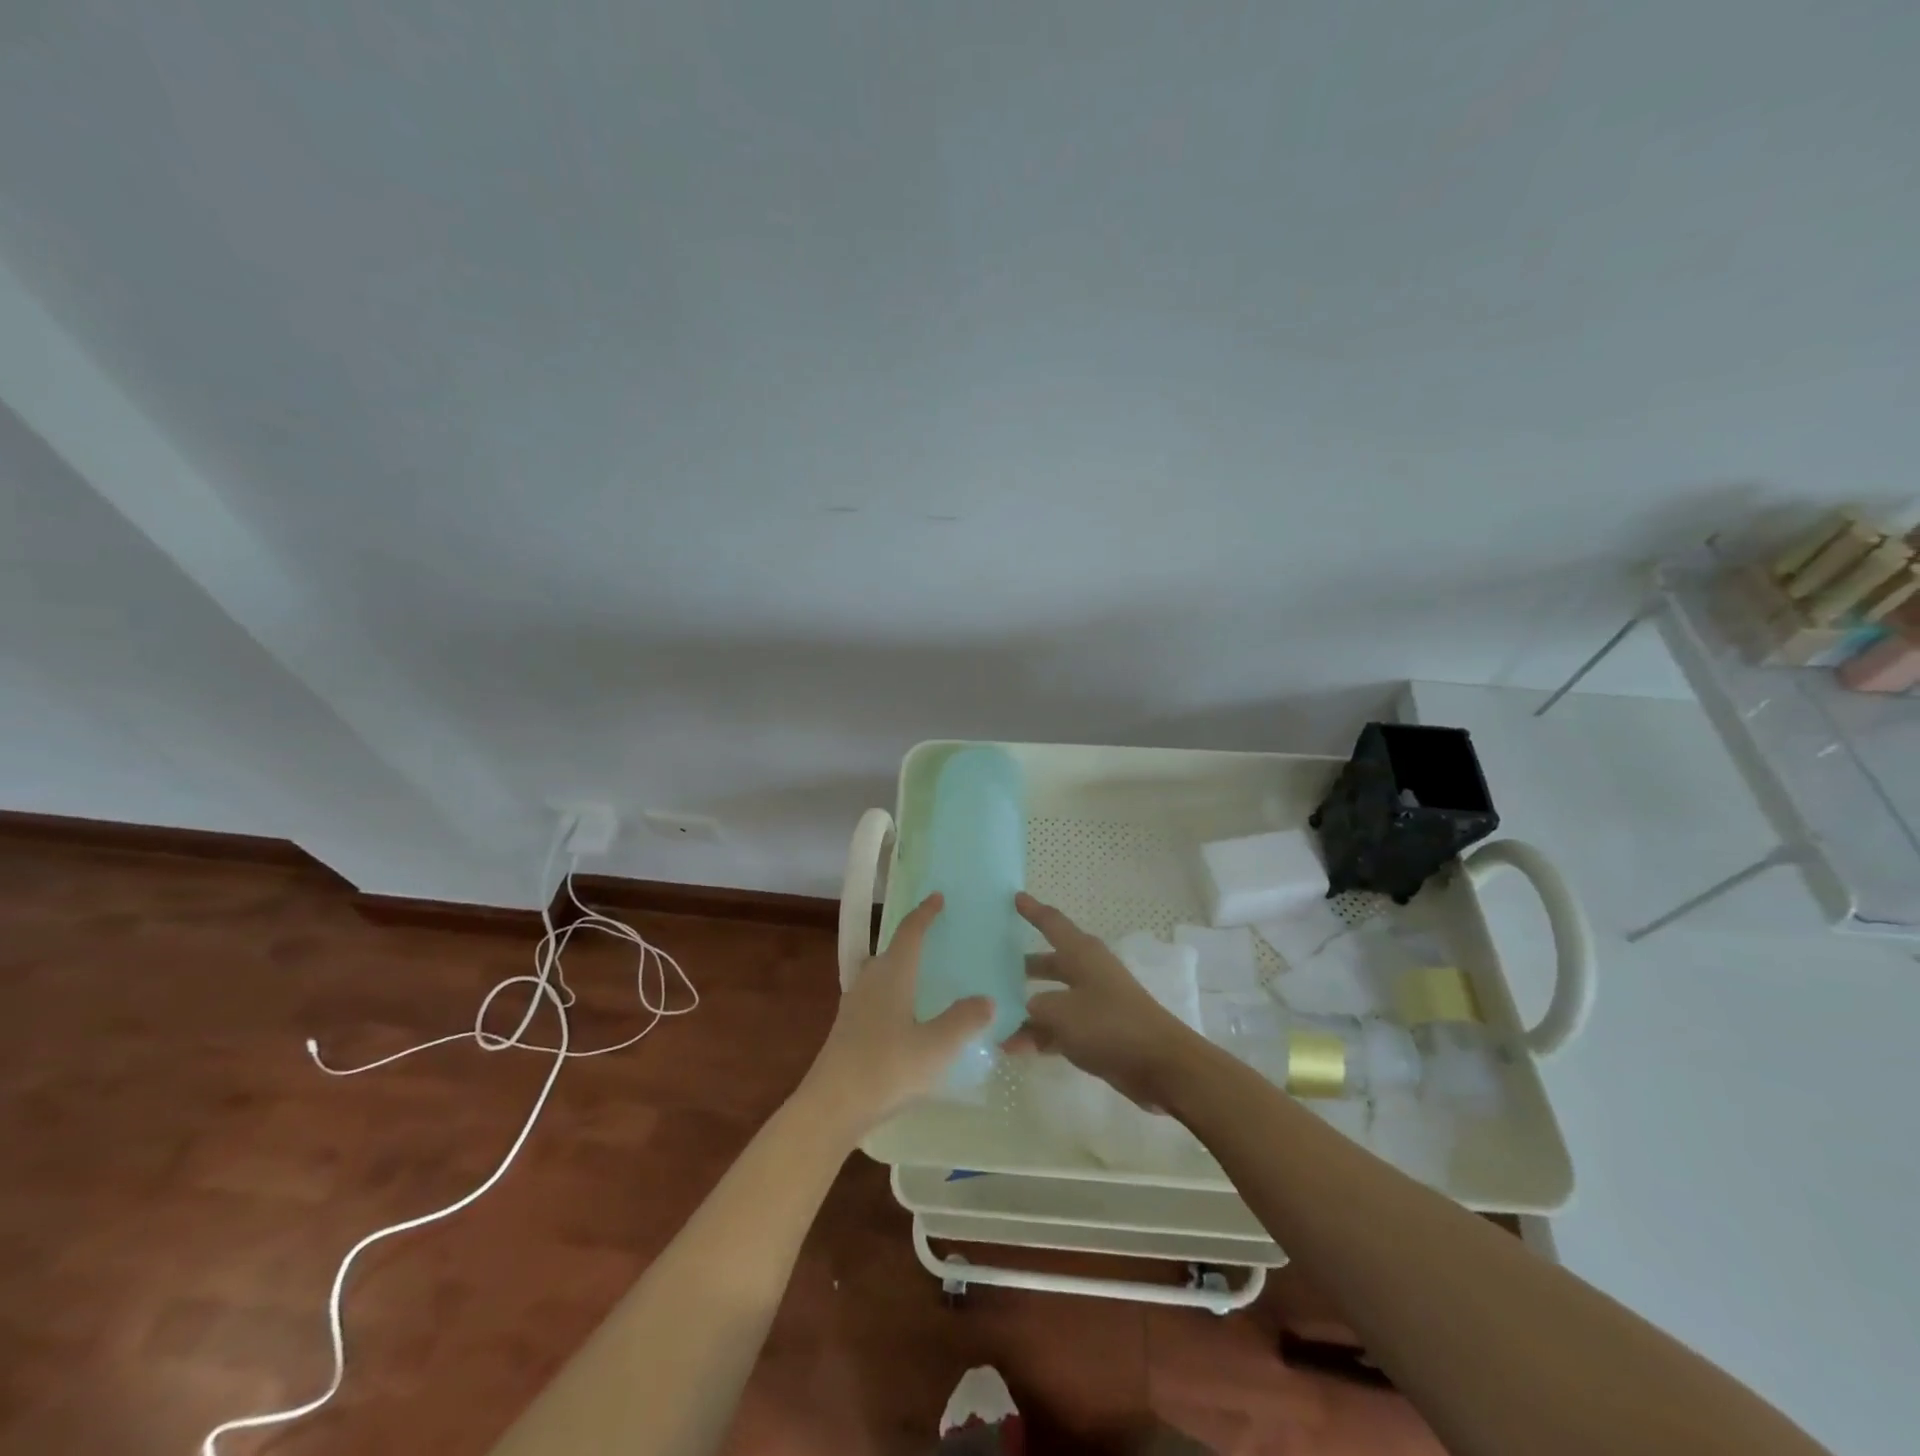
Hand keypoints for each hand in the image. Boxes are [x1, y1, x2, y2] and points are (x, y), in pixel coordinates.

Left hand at [796, 893, 992, 1143]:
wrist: (831, 1106)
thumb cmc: (886, 1068)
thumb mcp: (935, 1047)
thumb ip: (963, 1021)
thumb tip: (986, 999)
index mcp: (892, 974)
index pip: (909, 932)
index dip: (924, 913)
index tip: (937, 897)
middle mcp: (870, 981)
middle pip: (891, 951)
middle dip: (912, 942)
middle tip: (937, 941)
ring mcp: (854, 1005)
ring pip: (880, 976)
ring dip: (901, 970)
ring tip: (924, 980)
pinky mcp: (847, 1029)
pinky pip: (874, 998)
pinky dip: (892, 995)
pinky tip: (905, 1019)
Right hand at [1008, 892, 1208, 1110]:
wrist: (1160, 1065)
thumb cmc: (1109, 1024)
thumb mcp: (1061, 1012)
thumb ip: (1034, 1008)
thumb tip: (1024, 1009)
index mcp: (1082, 953)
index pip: (1052, 923)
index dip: (1032, 910)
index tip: (1015, 897)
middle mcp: (1088, 972)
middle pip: (1049, 963)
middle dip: (1023, 967)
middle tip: (993, 967)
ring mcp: (1094, 1003)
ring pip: (1052, 999)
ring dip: (1026, 1009)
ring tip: (994, 1018)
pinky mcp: (1098, 1032)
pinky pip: (1060, 1027)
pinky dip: (1039, 1035)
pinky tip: (1013, 1048)